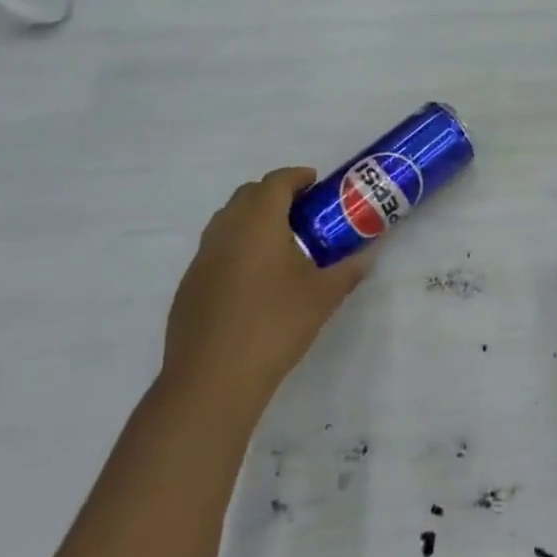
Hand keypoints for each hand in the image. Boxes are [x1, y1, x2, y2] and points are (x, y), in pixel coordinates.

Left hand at [162, 168, 373, 416]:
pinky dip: (236, 248)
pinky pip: (215, 250)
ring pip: (227, 221)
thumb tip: (368, 256)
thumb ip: (348, 270)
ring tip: (279, 243)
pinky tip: (253, 280)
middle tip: (302, 212)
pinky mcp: (189, 286)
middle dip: (274, 194)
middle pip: (248, 195)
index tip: (315, 183)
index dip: (297, 177)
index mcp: (258, 221)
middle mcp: (225, 230)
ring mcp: (202, 258)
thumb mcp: (322, 296)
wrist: (212, 380)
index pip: (276, 181)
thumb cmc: (274, 325)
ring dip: (252, 219)